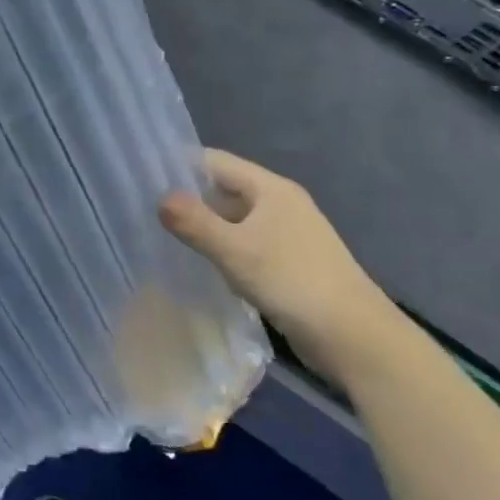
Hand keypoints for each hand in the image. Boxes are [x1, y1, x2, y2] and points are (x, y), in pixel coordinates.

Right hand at [158, 149, 408, 384]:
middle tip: (146, 210)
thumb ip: (194, 222)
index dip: (180, 165)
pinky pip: (246, 244)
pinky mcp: (290, 263)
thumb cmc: (293, 281)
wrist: (356, 338)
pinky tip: (201, 266)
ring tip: (164, 237)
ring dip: (205, 227)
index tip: (143, 176)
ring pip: (234, 220)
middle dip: (188, 198)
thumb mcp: (235, 250)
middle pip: (224, 189)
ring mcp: (287, 234)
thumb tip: (159, 198)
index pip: (215, 162)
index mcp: (271, 188)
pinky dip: (223, 250)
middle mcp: (280, 204)